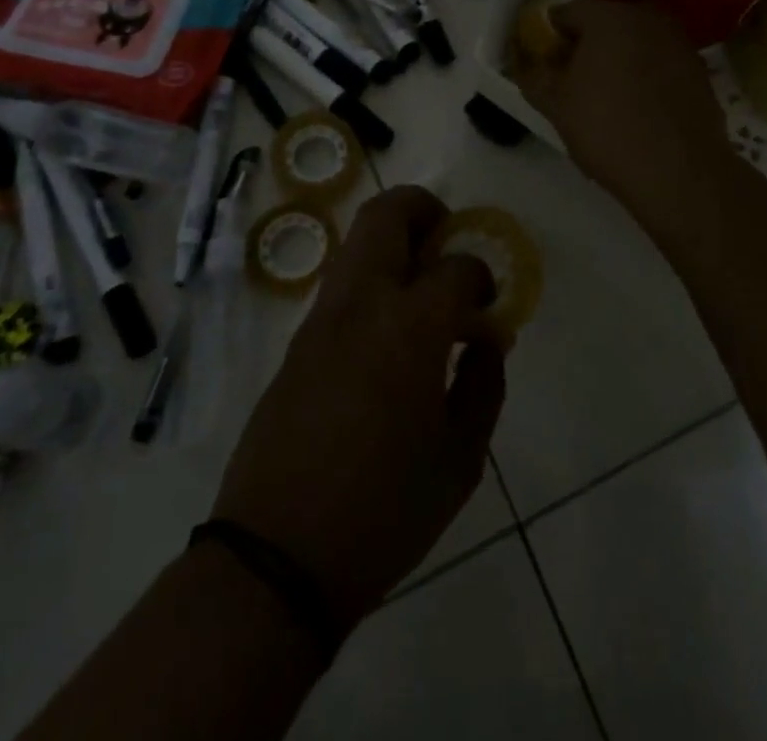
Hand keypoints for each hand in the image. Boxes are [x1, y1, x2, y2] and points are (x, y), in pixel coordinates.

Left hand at [210, 186, 503, 639]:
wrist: (277, 557)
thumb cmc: (385, 510)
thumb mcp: (460, 459)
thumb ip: (483, 386)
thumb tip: (486, 341)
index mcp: (409, 327)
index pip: (455, 266)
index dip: (481, 276)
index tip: (488, 304)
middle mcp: (361, 303)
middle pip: (387, 213)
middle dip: (425, 210)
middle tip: (448, 241)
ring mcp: (320, 319)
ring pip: (356, 241)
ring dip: (394, 242)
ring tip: (421, 285)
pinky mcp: (296, 342)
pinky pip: (340, 284)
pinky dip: (371, 280)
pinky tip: (388, 332)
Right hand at [511, 0, 732, 236]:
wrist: (680, 172)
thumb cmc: (608, 130)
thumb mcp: (556, 105)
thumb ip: (533, 75)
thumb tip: (525, 61)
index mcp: (608, 17)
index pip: (565, 13)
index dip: (548, 36)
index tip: (542, 62)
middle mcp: (646, 16)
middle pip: (603, 22)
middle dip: (584, 45)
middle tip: (571, 80)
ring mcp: (678, 40)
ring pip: (634, 40)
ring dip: (616, 58)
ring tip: (605, 96)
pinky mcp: (698, 67)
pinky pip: (659, 60)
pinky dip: (644, 73)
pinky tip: (638, 106)